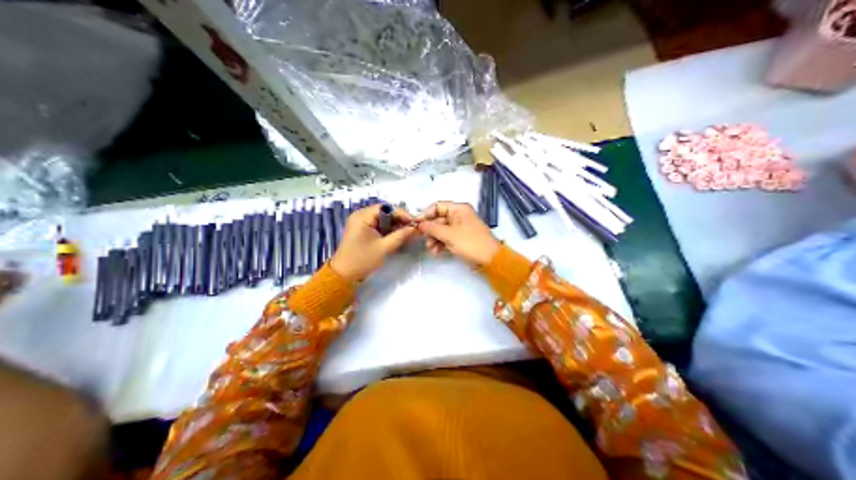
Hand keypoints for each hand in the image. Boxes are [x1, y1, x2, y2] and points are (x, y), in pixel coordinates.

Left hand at [328, 202, 416, 280]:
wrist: (344, 274)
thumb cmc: (363, 259)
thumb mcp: (384, 247)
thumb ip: (400, 235)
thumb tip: (414, 228)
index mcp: (362, 216)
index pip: (386, 208)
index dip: (401, 213)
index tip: (414, 222)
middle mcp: (360, 215)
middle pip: (384, 212)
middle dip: (399, 219)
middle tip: (412, 228)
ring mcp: (360, 222)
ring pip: (382, 219)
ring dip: (394, 225)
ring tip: (407, 232)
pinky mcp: (361, 230)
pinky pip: (377, 225)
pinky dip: (387, 229)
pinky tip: (397, 235)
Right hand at [417, 200, 502, 268]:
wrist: (490, 259)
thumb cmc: (470, 243)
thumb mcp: (449, 235)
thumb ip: (432, 228)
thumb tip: (419, 224)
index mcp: (459, 209)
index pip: (437, 206)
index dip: (425, 214)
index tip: (416, 224)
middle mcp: (459, 216)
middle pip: (438, 219)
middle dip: (430, 230)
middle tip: (423, 240)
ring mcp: (460, 228)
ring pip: (441, 230)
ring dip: (434, 239)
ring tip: (431, 249)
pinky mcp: (461, 239)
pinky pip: (447, 238)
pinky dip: (440, 244)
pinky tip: (436, 252)